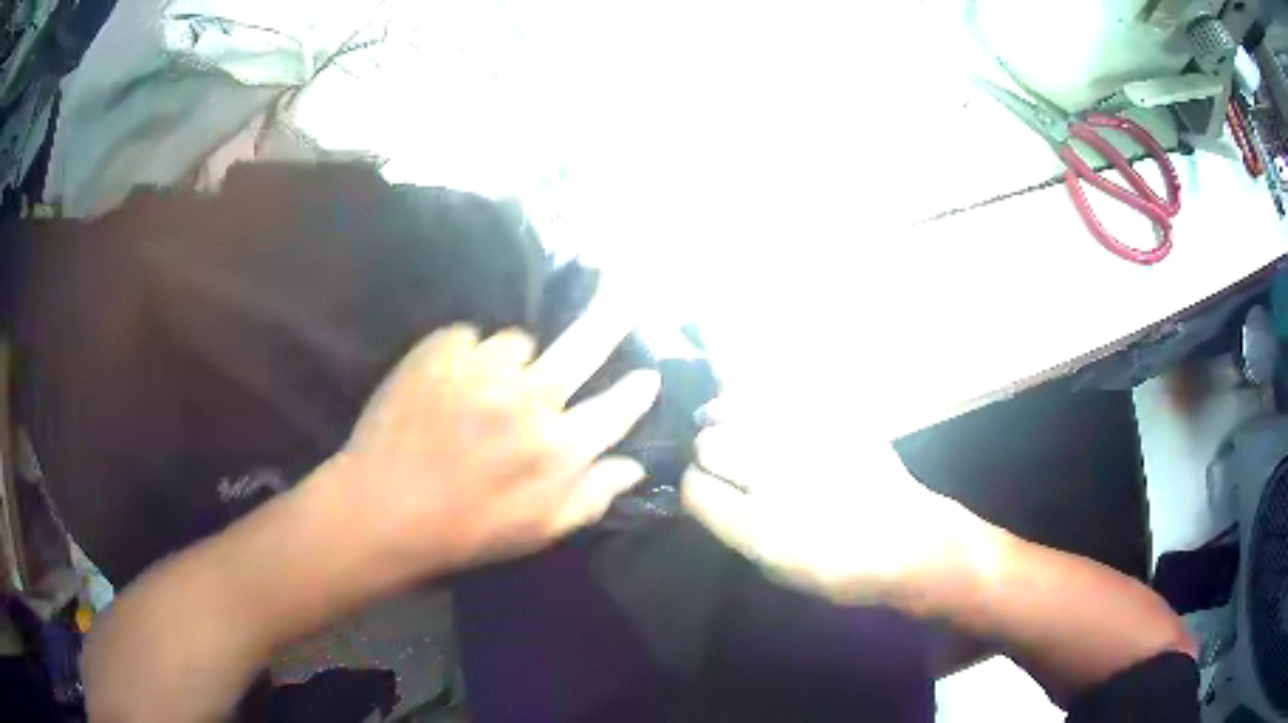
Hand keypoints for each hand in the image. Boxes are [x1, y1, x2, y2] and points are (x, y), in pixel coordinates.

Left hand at [321, 297, 659, 578]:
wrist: (382, 507)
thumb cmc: (464, 531)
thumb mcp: (537, 532)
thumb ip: (591, 497)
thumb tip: (634, 465)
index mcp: (558, 448)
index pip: (615, 409)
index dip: (637, 391)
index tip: (649, 374)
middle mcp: (528, 399)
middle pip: (584, 347)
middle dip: (612, 318)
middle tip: (624, 290)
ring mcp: (482, 368)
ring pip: (517, 343)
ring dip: (511, 362)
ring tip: (484, 390)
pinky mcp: (441, 350)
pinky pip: (470, 339)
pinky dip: (466, 357)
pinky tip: (448, 385)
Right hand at [681, 409, 975, 605]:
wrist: (909, 541)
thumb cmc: (839, 569)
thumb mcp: (775, 568)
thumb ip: (733, 528)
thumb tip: (705, 488)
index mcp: (761, 528)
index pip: (695, 487)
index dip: (694, 487)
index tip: (702, 488)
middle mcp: (779, 478)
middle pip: (710, 443)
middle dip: (707, 451)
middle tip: (721, 456)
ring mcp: (807, 440)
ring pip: (736, 406)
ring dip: (724, 414)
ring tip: (730, 420)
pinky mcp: (832, 414)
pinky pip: (775, 387)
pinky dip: (754, 390)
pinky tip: (757, 399)